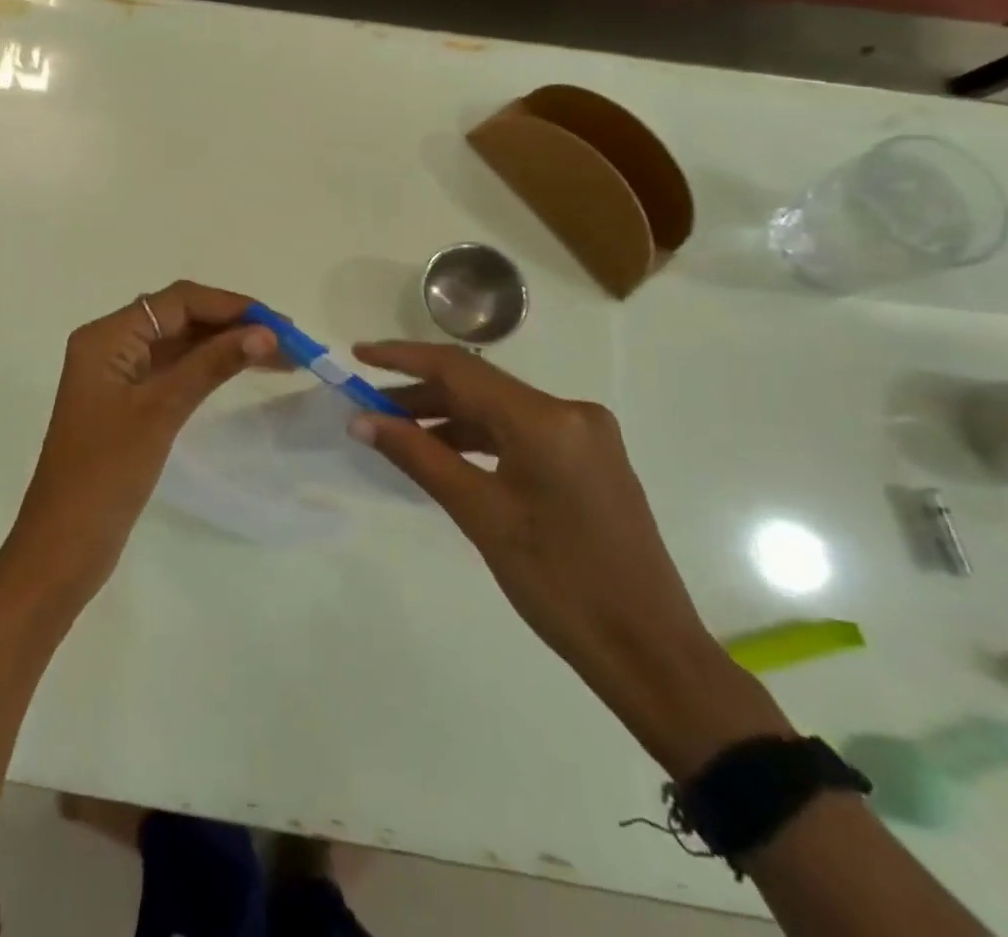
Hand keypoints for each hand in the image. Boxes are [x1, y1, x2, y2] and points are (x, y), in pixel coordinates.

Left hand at [8, 282, 283, 597]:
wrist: (63, 546)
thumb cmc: (106, 473)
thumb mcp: (162, 411)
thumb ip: (211, 365)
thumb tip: (265, 332)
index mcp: (107, 337)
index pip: (177, 301)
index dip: (230, 306)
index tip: (279, 323)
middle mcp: (111, 346)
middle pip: (179, 317)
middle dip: (233, 324)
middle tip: (289, 341)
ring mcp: (119, 376)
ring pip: (180, 344)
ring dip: (225, 345)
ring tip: (280, 356)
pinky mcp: (129, 403)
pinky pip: (175, 370)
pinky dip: (209, 368)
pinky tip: (243, 372)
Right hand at [349, 341, 788, 775]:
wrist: (649, 652)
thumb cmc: (559, 584)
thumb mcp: (480, 515)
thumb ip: (417, 456)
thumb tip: (361, 420)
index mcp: (546, 419)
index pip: (459, 369)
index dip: (402, 358)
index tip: (358, 355)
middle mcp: (570, 412)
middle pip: (479, 388)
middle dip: (420, 395)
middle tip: (367, 409)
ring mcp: (585, 436)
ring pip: (498, 412)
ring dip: (447, 419)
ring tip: (396, 434)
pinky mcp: (589, 460)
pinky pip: (520, 434)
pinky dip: (478, 440)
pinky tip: (445, 456)